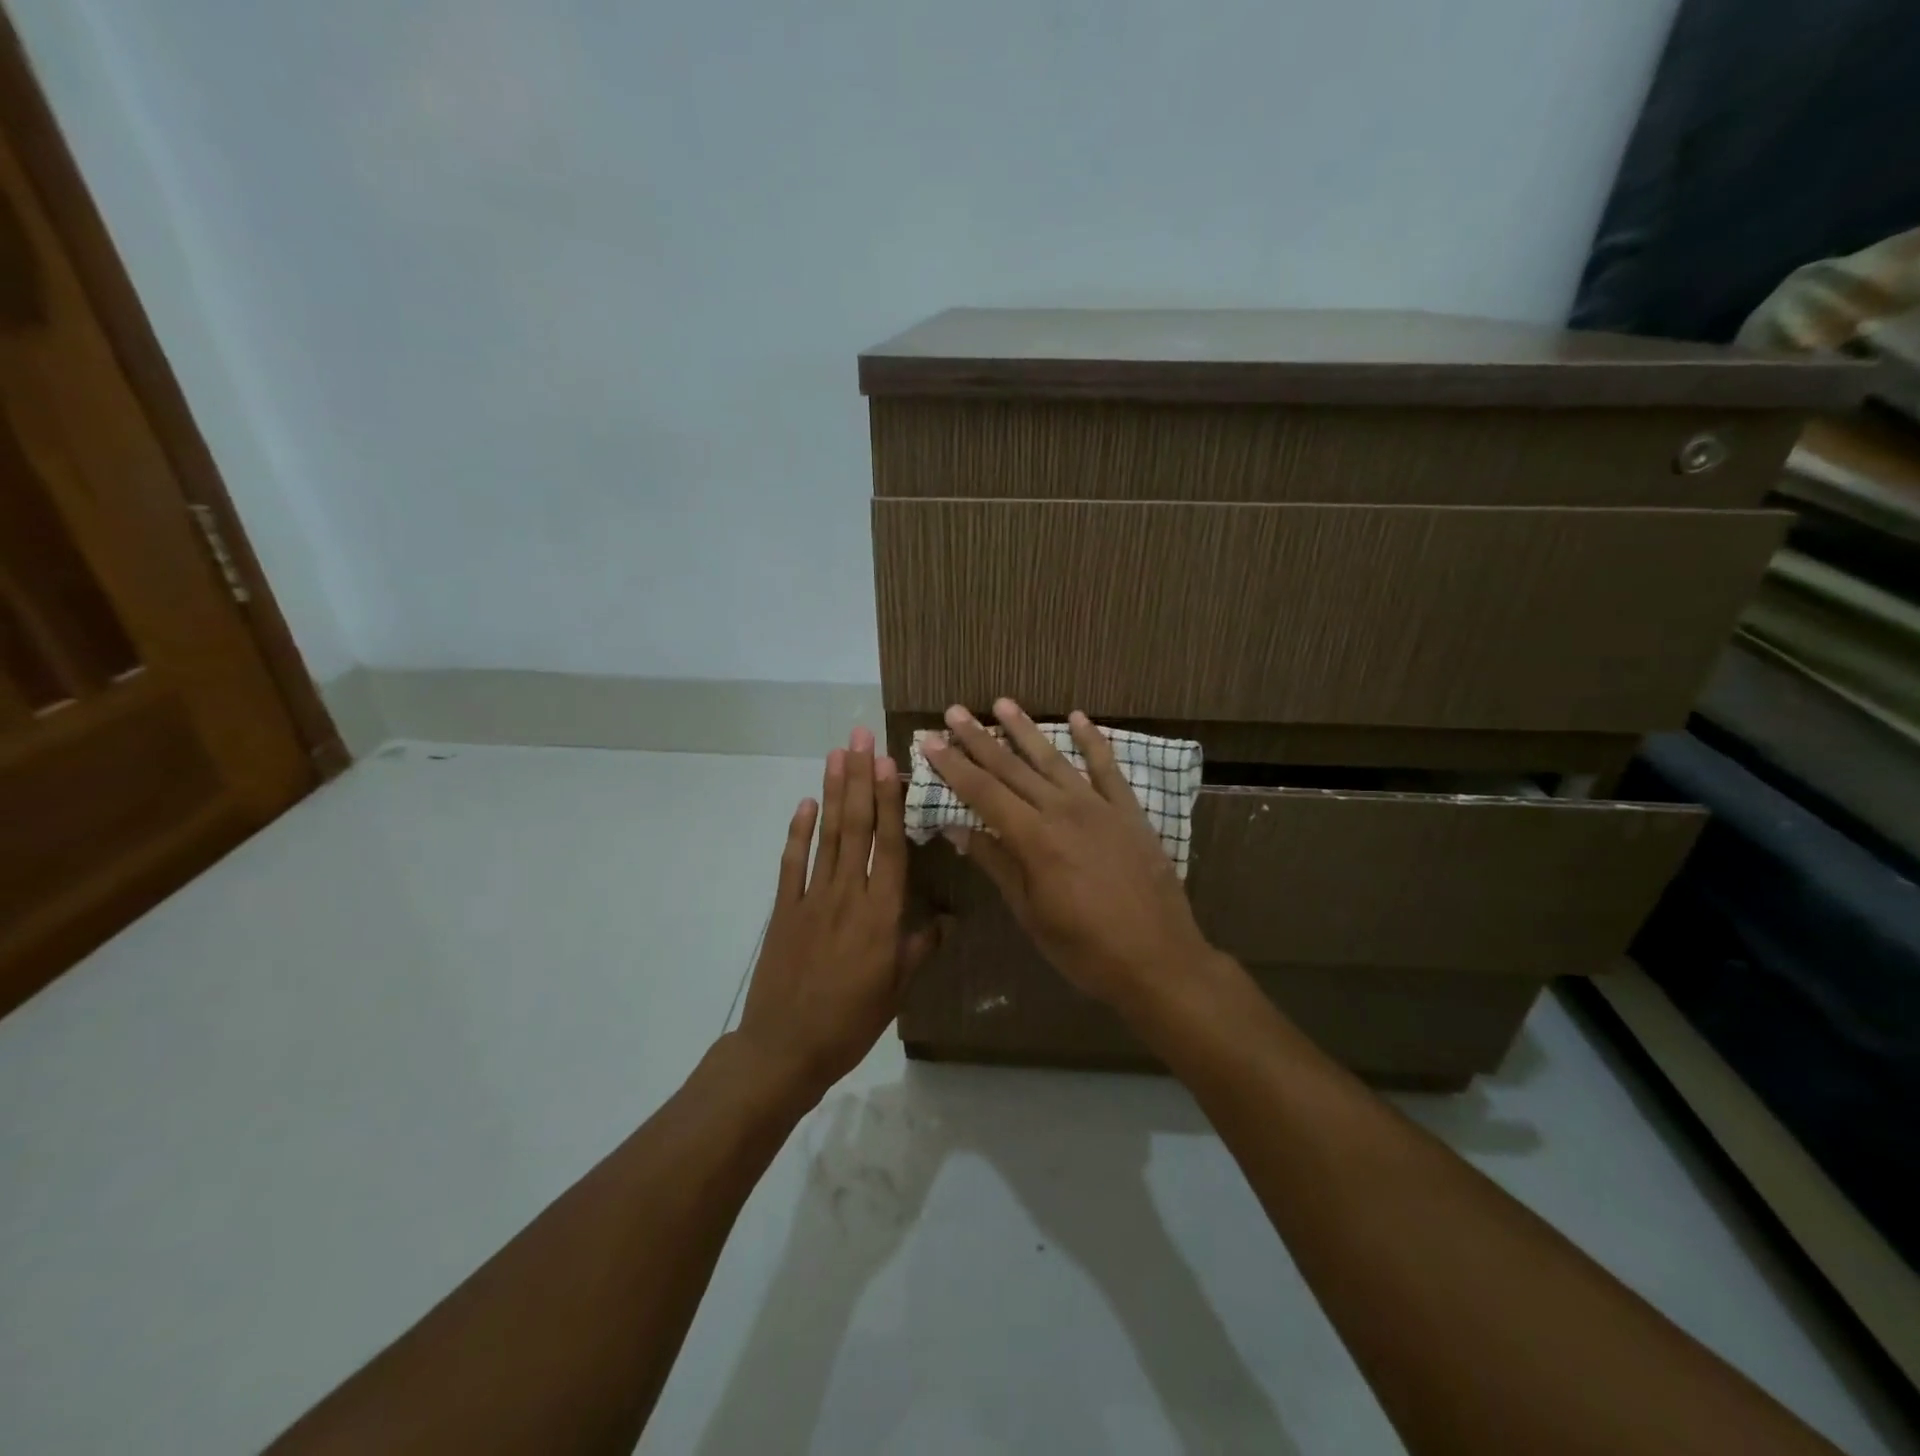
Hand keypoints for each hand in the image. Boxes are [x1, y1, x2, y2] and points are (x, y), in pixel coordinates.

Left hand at [736, 729, 943, 1102]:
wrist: (786, 1048)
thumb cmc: (852, 1020)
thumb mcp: (898, 988)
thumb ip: (922, 946)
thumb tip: (950, 918)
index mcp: (882, 913)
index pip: (889, 845)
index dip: (888, 800)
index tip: (888, 762)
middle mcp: (848, 894)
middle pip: (856, 827)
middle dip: (859, 778)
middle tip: (860, 736)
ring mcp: (811, 899)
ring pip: (826, 836)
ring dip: (831, 792)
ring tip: (836, 754)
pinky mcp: (784, 910)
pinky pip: (791, 864)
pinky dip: (797, 833)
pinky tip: (804, 804)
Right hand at [923, 700, 1219, 1009]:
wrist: (1159, 960)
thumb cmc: (1085, 948)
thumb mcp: (1031, 914)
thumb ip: (997, 865)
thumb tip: (958, 830)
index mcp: (1034, 839)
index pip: (983, 792)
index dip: (954, 766)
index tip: (929, 740)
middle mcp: (1063, 811)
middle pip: (1012, 768)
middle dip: (979, 739)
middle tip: (954, 711)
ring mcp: (1099, 807)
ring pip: (1054, 759)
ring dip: (1026, 729)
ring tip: (1002, 703)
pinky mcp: (1129, 811)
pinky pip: (1107, 768)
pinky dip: (1092, 741)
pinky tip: (1078, 717)